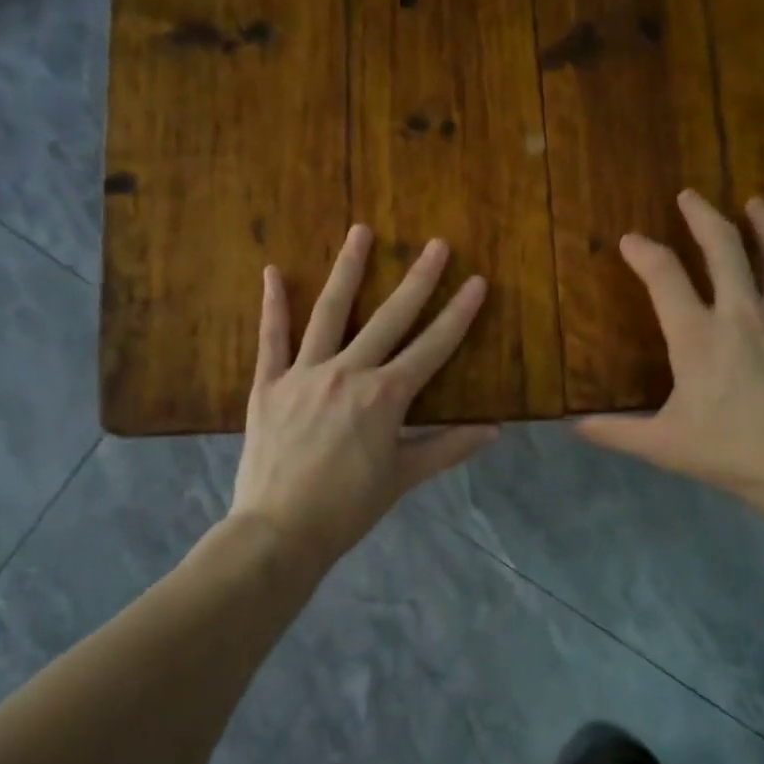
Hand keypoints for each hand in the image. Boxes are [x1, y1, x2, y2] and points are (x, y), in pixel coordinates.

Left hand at [230, 225, 497, 569]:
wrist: (280, 531)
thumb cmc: (348, 508)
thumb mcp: (403, 477)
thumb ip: (448, 447)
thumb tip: (494, 430)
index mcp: (386, 397)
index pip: (432, 347)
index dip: (458, 314)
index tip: (477, 282)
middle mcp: (348, 373)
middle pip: (390, 318)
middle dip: (418, 280)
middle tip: (436, 245)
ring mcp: (305, 374)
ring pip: (331, 313)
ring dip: (348, 270)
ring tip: (361, 232)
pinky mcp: (269, 384)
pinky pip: (271, 339)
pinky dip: (273, 305)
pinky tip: (274, 272)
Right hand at [576, 190, 763, 520]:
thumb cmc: (732, 453)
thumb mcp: (663, 445)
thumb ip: (616, 432)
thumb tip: (573, 427)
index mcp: (697, 336)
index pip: (663, 276)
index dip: (643, 252)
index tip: (630, 240)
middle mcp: (741, 313)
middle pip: (723, 246)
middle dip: (703, 215)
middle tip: (690, 196)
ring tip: (756, 204)